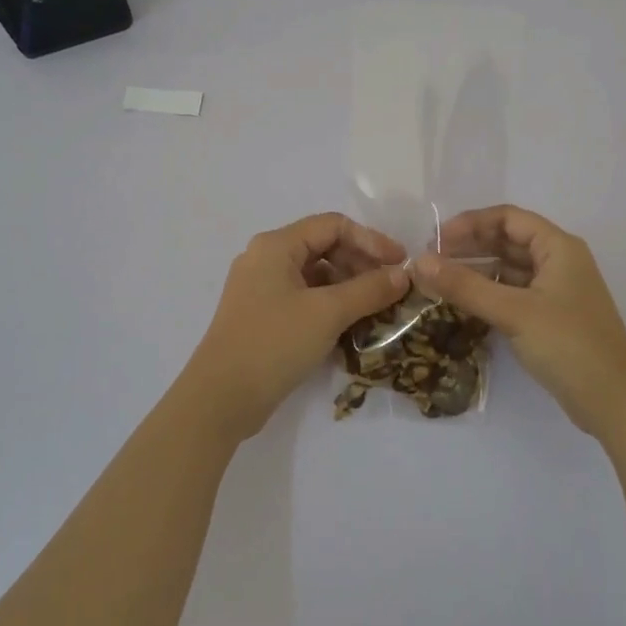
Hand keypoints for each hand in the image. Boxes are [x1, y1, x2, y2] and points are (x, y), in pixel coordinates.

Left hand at [180, 213, 409, 442]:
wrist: (220, 399)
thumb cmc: (274, 344)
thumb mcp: (328, 313)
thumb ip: (369, 290)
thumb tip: (404, 275)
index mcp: (276, 245)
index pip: (333, 225)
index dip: (371, 240)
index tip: (401, 264)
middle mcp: (265, 259)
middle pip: (324, 247)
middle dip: (361, 264)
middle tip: (391, 288)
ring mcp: (261, 289)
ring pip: (315, 275)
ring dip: (348, 287)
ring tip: (377, 309)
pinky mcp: (262, 316)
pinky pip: (304, 298)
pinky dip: (330, 306)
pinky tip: (352, 327)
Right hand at [415, 205, 625, 437]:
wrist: (615, 401)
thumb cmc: (568, 344)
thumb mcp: (513, 312)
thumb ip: (465, 286)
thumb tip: (418, 262)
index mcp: (558, 247)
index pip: (507, 218)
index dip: (470, 223)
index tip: (435, 240)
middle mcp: (559, 261)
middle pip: (508, 240)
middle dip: (469, 246)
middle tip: (431, 261)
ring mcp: (556, 291)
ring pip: (509, 269)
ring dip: (476, 271)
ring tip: (439, 282)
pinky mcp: (551, 318)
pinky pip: (514, 293)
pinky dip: (489, 293)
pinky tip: (463, 304)